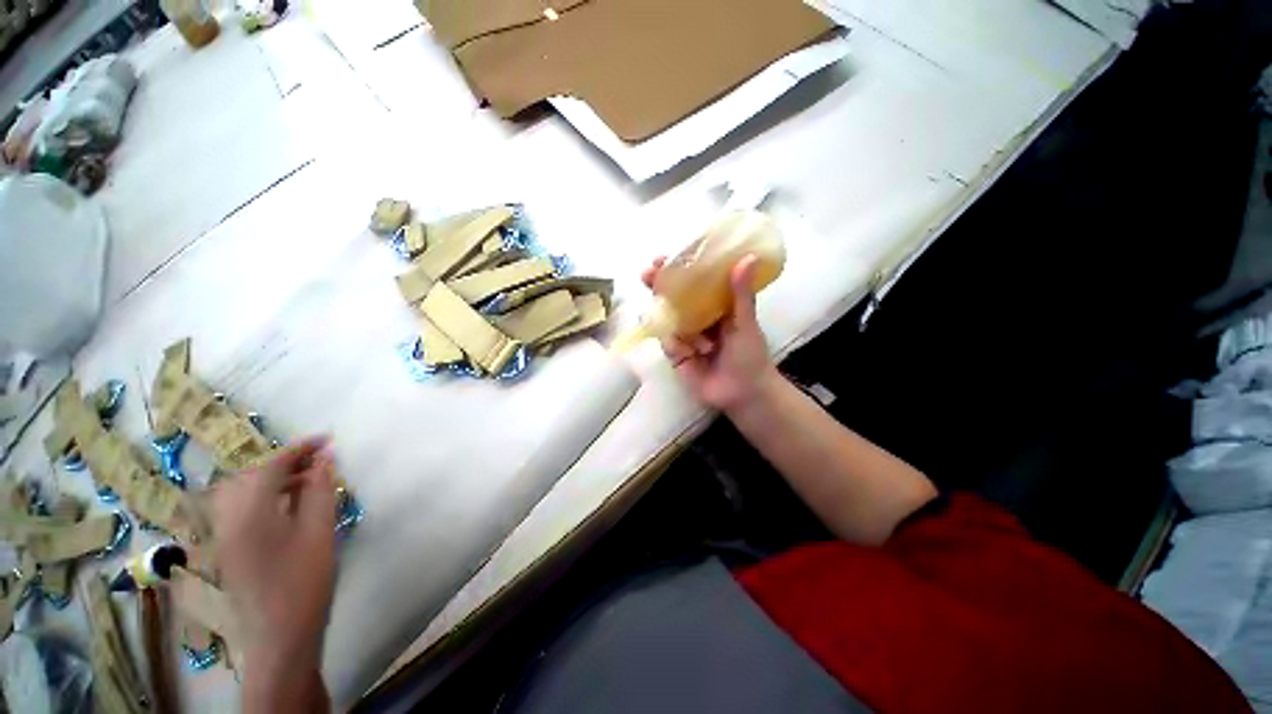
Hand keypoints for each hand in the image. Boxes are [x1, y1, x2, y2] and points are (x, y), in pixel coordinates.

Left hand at [212, 436, 336, 667]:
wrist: (280, 636)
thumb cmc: (304, 581)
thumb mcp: (319, 532)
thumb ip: (319, 491)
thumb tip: (325, 458)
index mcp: (248, 515)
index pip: (270, 467)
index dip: (299, 448)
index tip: (328, 439)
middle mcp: (227, 520)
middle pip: (248, 476)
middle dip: (283, 462)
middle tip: (318, 462)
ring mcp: (223, 537)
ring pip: (241, 492)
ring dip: (272, 479)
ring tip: (307, 481)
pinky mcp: (228, 549)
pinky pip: (240, 509)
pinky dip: (264, 497)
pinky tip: (289, 506)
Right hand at [641, 255, 777, 411]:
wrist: (743, 393)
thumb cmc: (749, 355)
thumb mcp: (746, 322)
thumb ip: (742, 294)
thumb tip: (748, 257)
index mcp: (713, 304)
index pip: (692, 280)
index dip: (676, 268)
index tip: (662, 257)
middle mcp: (696, 316)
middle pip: (671, 296)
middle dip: (657, 286)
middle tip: (647, 275)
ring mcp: (684, 334)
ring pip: (665, 319)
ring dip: (672, 323)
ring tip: (698, 341)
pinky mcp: (675, 354)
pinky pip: (667, 342)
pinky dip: (676, 346)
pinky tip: (692, 354)